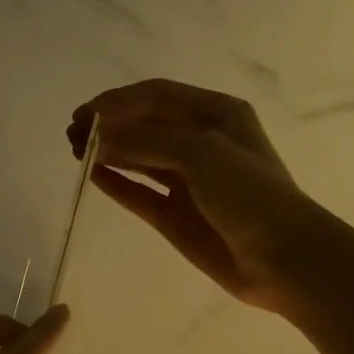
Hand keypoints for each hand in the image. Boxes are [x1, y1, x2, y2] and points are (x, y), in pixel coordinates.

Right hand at [70, 80, 317, 315]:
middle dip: (109, 125)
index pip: (157, 96)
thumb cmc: (249, 194)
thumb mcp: (201, 153)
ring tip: (75, 151)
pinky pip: (140, 193)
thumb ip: (147, 141)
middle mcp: (200, 142)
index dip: (118, 102)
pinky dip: (117, 184)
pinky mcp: (175, 215)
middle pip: (145, 125)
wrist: (282, 257)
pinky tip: (93, 176)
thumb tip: (98, 137)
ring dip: (109, 152)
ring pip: (139, 158)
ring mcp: (187, 181)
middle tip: (72, 135)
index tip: (84, 114)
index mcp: (216, 114)